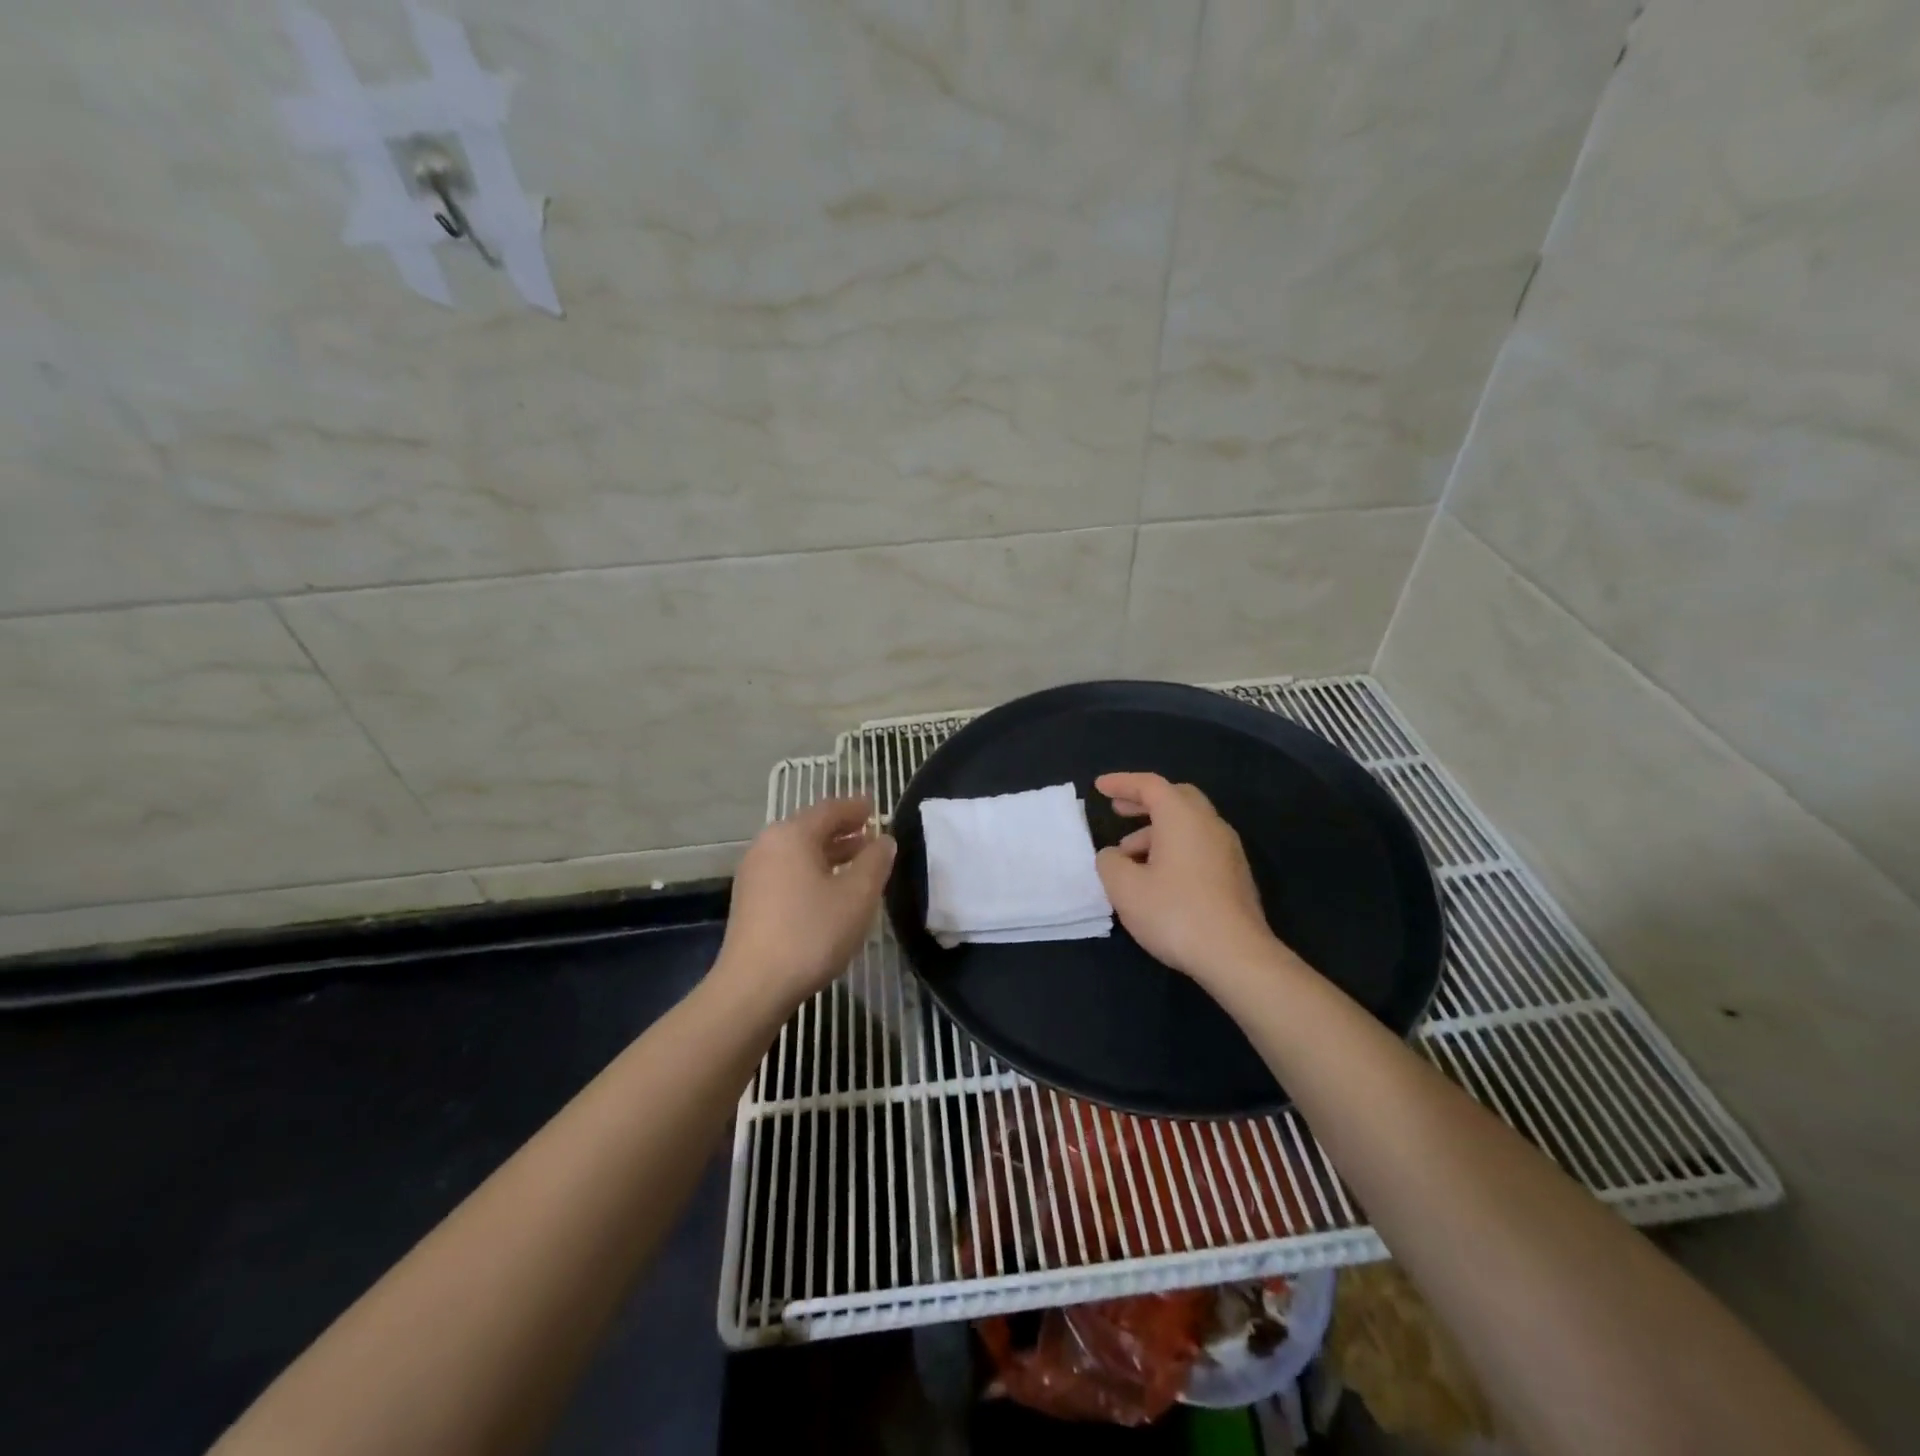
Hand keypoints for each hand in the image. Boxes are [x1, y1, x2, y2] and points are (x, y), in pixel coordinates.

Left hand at [716, 797, 896, 1011]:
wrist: (754, 986)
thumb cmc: (812, 932)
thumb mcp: (857, 895)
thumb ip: (875, 861)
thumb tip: (883, 840)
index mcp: (792, 834)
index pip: (830, 809)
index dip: (856, 807)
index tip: (876, 806)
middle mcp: (768, 845)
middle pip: (811, 828)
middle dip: (844, 830)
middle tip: (872, 833)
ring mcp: (755, 873)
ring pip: (799, 852)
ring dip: (830, 853)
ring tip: (858, 862)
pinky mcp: (751, 900)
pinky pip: (788, 871)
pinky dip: (813, 871)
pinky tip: (831, 890)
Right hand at [1094, 772, 1285, 984]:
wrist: (1236, 955)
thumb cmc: (1175, 913)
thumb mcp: (1125, 888)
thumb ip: (1110, 862)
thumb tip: (1114, 855)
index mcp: (1182, 817)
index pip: (1150, 785)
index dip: (1122, 783)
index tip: (1100, 787)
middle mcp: (1209, 824)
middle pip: (1176, 798)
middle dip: (1144, 802)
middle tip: (1119, 810)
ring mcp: (1228, 849)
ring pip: (1188, 825)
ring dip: (1157, 831)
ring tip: (1129, 858)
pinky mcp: (1235, 875)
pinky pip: (1199, 846)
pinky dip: (1174, 848)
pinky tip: (1158, 878)